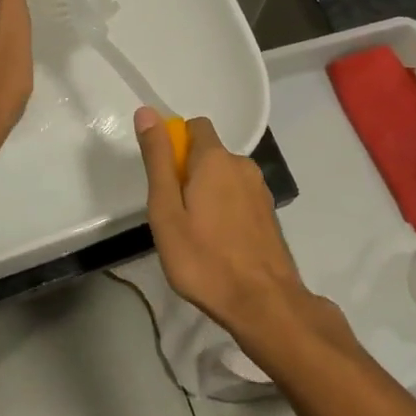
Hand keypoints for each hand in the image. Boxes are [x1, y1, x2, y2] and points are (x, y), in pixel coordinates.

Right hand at [135, 108, 310, 341]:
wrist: (264, 303)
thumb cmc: (204, 258)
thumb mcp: (166, 210)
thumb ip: (158, 159)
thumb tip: (147, 112)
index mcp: (216, 159)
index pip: (194, 126)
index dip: (175, 144)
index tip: (164, 179)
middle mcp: (242, 165)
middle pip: (209, 153)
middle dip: (189, 172)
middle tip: (174, 215)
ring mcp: (259, 190)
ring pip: (224, 177)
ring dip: (208, 193)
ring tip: (195, 234)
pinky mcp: (268, 214)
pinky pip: (238, 197)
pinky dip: (225, 209)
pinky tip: (219, 243)